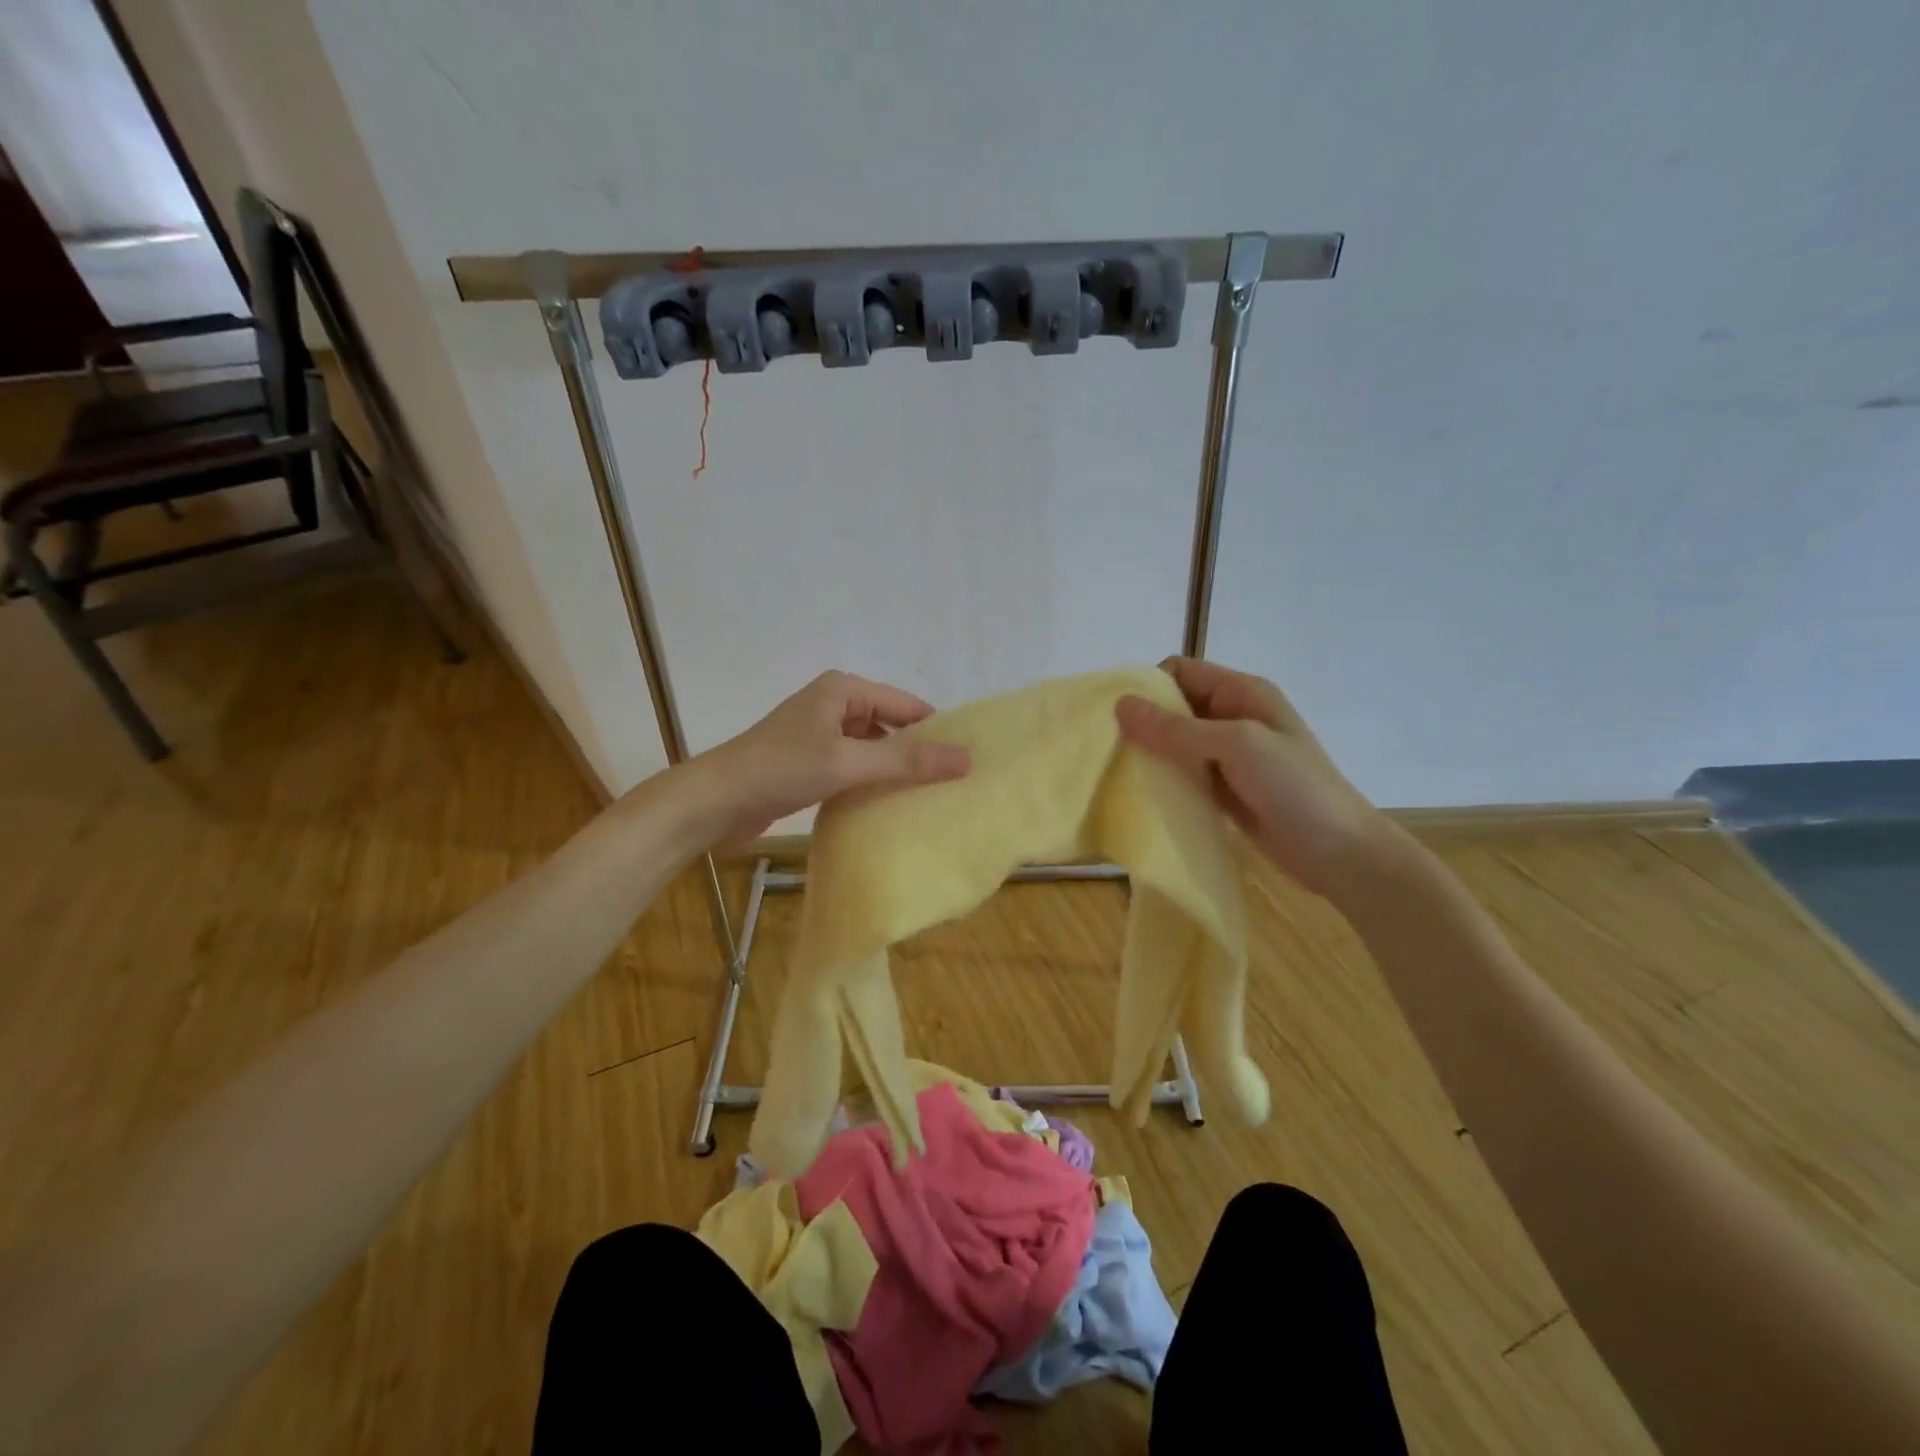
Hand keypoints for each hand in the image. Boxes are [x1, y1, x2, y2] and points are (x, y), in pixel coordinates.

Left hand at [689, 671, 971, 843]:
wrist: (715, 801)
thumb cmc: (781, 769)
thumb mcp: (848, 762)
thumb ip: (906, 761)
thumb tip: (966, 758)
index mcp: (843, 689)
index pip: (906, 705)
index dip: (936, 731)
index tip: (967, 761)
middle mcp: (834, 704)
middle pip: (890, 725)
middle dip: (917, 752)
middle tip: (953, 784)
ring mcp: (820, 734)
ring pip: (872, 748)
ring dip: (894, 769)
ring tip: (930, 797)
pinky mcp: (810, 762)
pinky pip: (854, 766)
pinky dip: (871, 781)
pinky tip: (890, 805)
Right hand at [1115, 657, 1390, 895]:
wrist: (1339, 853)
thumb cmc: (1294, 788)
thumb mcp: (1236, 746)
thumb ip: (1177, 728)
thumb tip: (1120, 705)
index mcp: (1241, 692)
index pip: (1180, 671)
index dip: (1148, 686)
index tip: (1117, 717)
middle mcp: (1232, 716)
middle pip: (1174, 706)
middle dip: (1142, 722)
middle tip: (1109, 748)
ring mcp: (1228, 755)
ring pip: (1175, 742)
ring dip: (1150, 753)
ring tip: (1118, 772)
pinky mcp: (1223, 789)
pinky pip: (1184, 773)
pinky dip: (1164, 779)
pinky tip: (1142, 794)